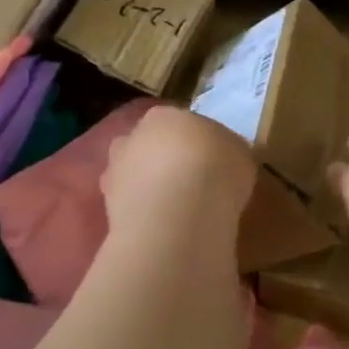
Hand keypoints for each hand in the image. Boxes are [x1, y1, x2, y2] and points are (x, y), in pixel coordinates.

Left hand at [103, 106, 255, 246]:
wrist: (180, 213)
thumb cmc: (216, 169)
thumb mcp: (240, 154)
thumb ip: (225, 152)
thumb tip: (222, 159)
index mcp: (164, 115)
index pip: (178, 124)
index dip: (194, 143)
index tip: (211, 163)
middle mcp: (131, 138)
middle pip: (148, 148)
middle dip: (164, 164)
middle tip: (191, 186)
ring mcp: (114, 174)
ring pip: (134, 179)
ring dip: (151, 192)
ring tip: (179, 215)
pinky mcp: (108, 210)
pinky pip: (131, 211)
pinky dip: (145, 219)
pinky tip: (166, 232)